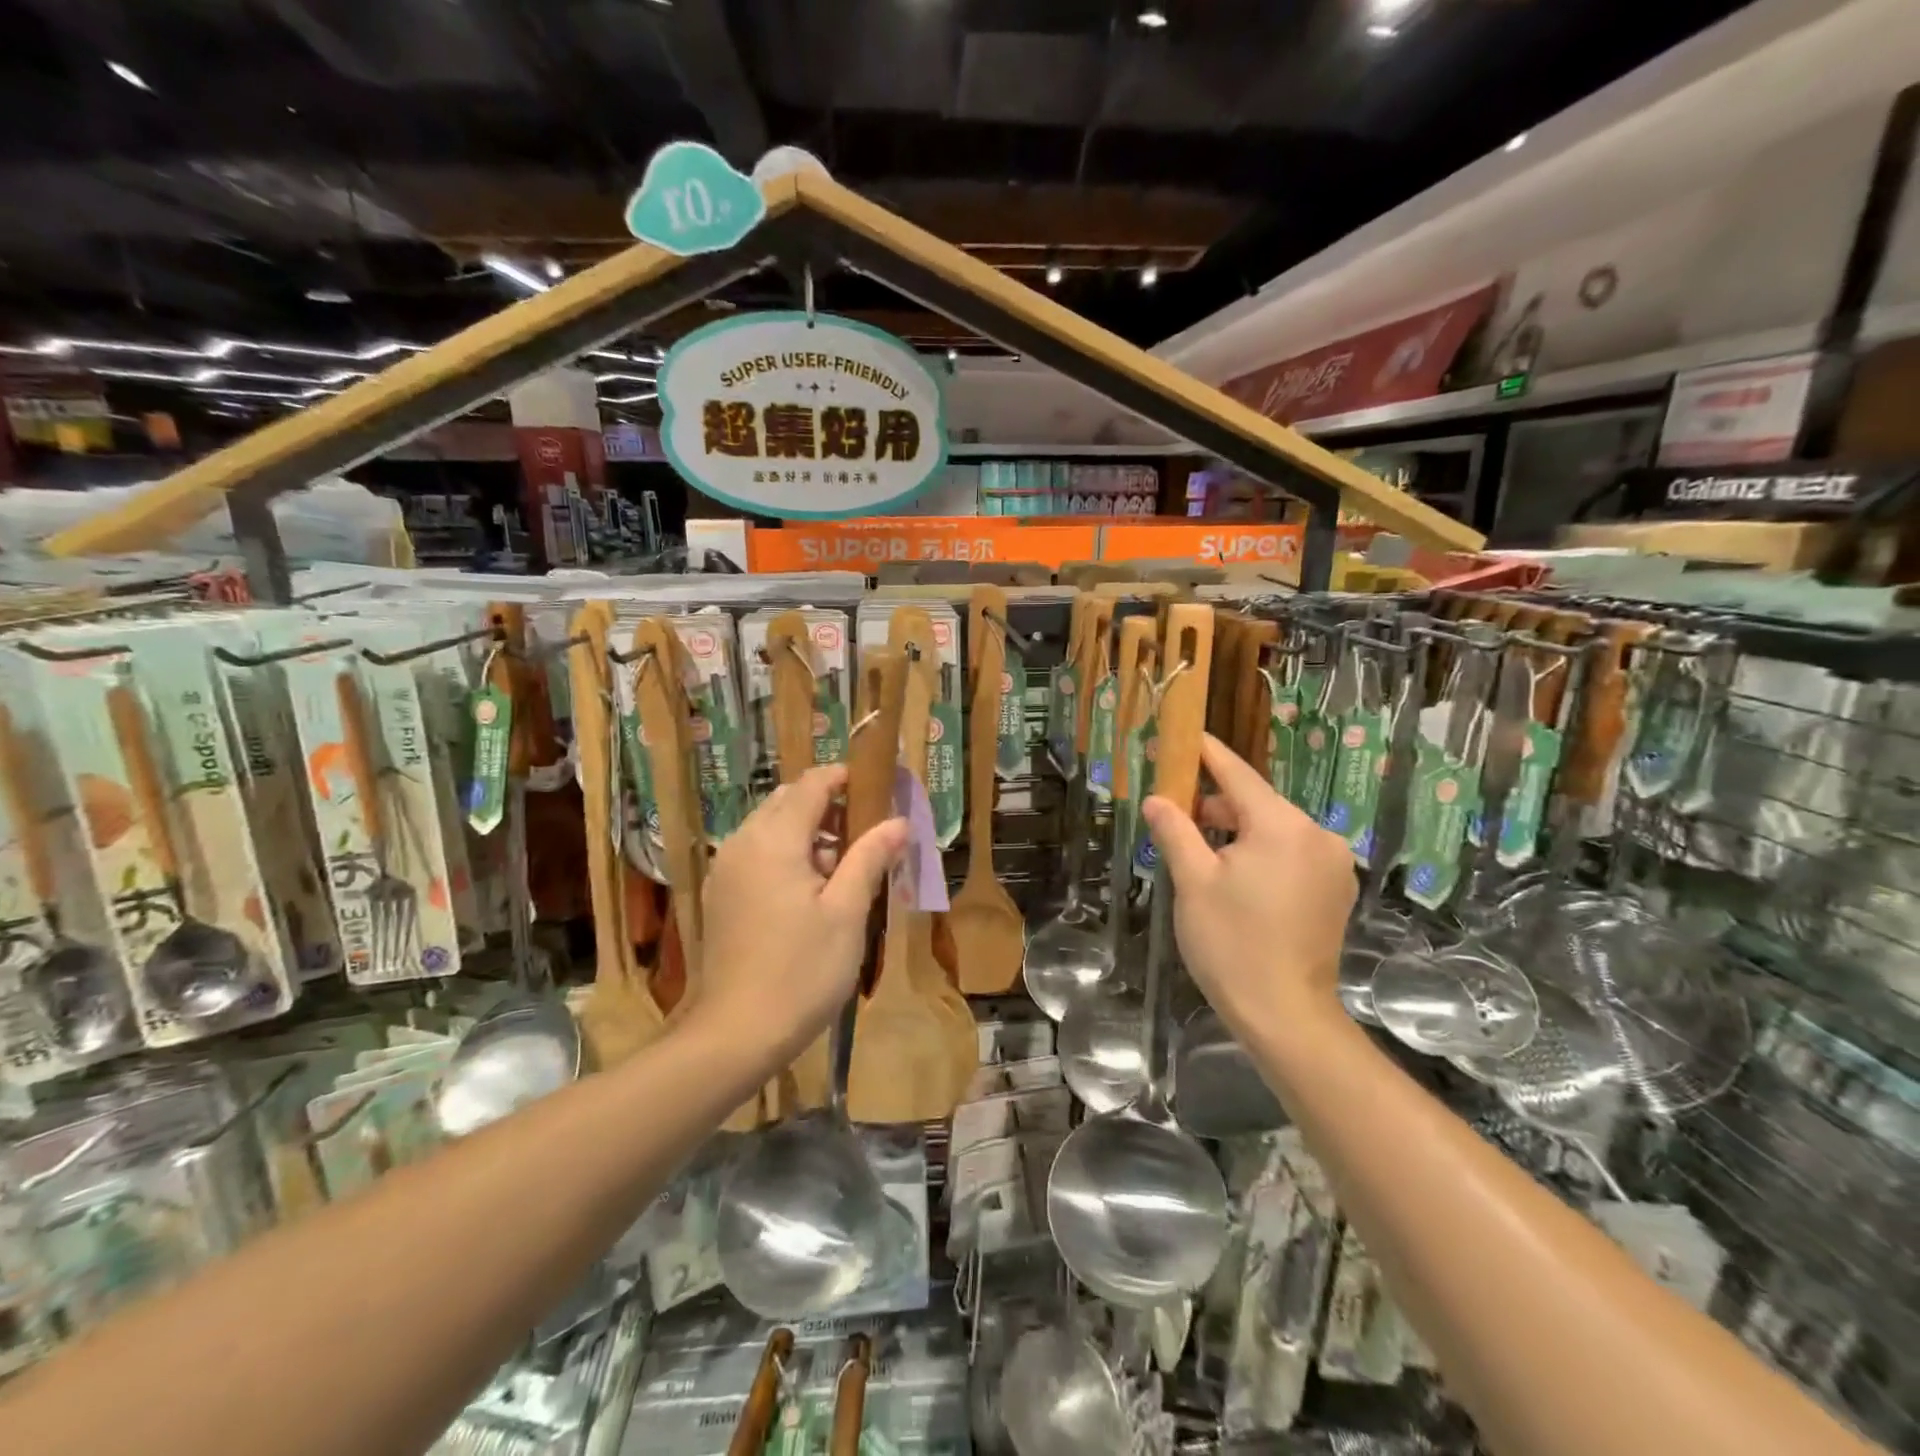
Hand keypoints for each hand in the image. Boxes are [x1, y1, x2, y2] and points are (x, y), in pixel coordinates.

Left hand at [696, 764, 906, 1061]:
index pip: (811, 785)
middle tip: (867, 831)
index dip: (844, 778)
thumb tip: (898, 822)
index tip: (878, 787)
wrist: (735, 1034)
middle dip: (828, 805)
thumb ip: (870, 857)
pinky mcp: (720, 895)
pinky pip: (757, 853)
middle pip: (787, 801)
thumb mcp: (847, 912)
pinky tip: (811, 890)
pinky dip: (786, 853)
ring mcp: (726, 870)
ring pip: (770, 827)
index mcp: (774, 840)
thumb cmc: (801, 971)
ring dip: (807, 831)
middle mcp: (743, 843)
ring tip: (845, 866)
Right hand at [1142, 734, 1356, 1030]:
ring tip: (1200, 852)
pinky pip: (1292, 853)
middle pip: (1258, 803)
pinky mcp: (1336, 890)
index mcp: (1282, 826)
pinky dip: (1262, 853)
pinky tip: (1235, 876)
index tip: (1186, 736)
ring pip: (1275, 830)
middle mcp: (1316, 835)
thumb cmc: (1232, 944)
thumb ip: (1175, 831)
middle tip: (1176, 816)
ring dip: (1238, 832)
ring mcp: (1333, 864)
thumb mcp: (1193, 882)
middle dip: (1217, 806)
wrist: (1286, 1015)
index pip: (1238, 775)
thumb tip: (1157, 799)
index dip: (1208, 755)